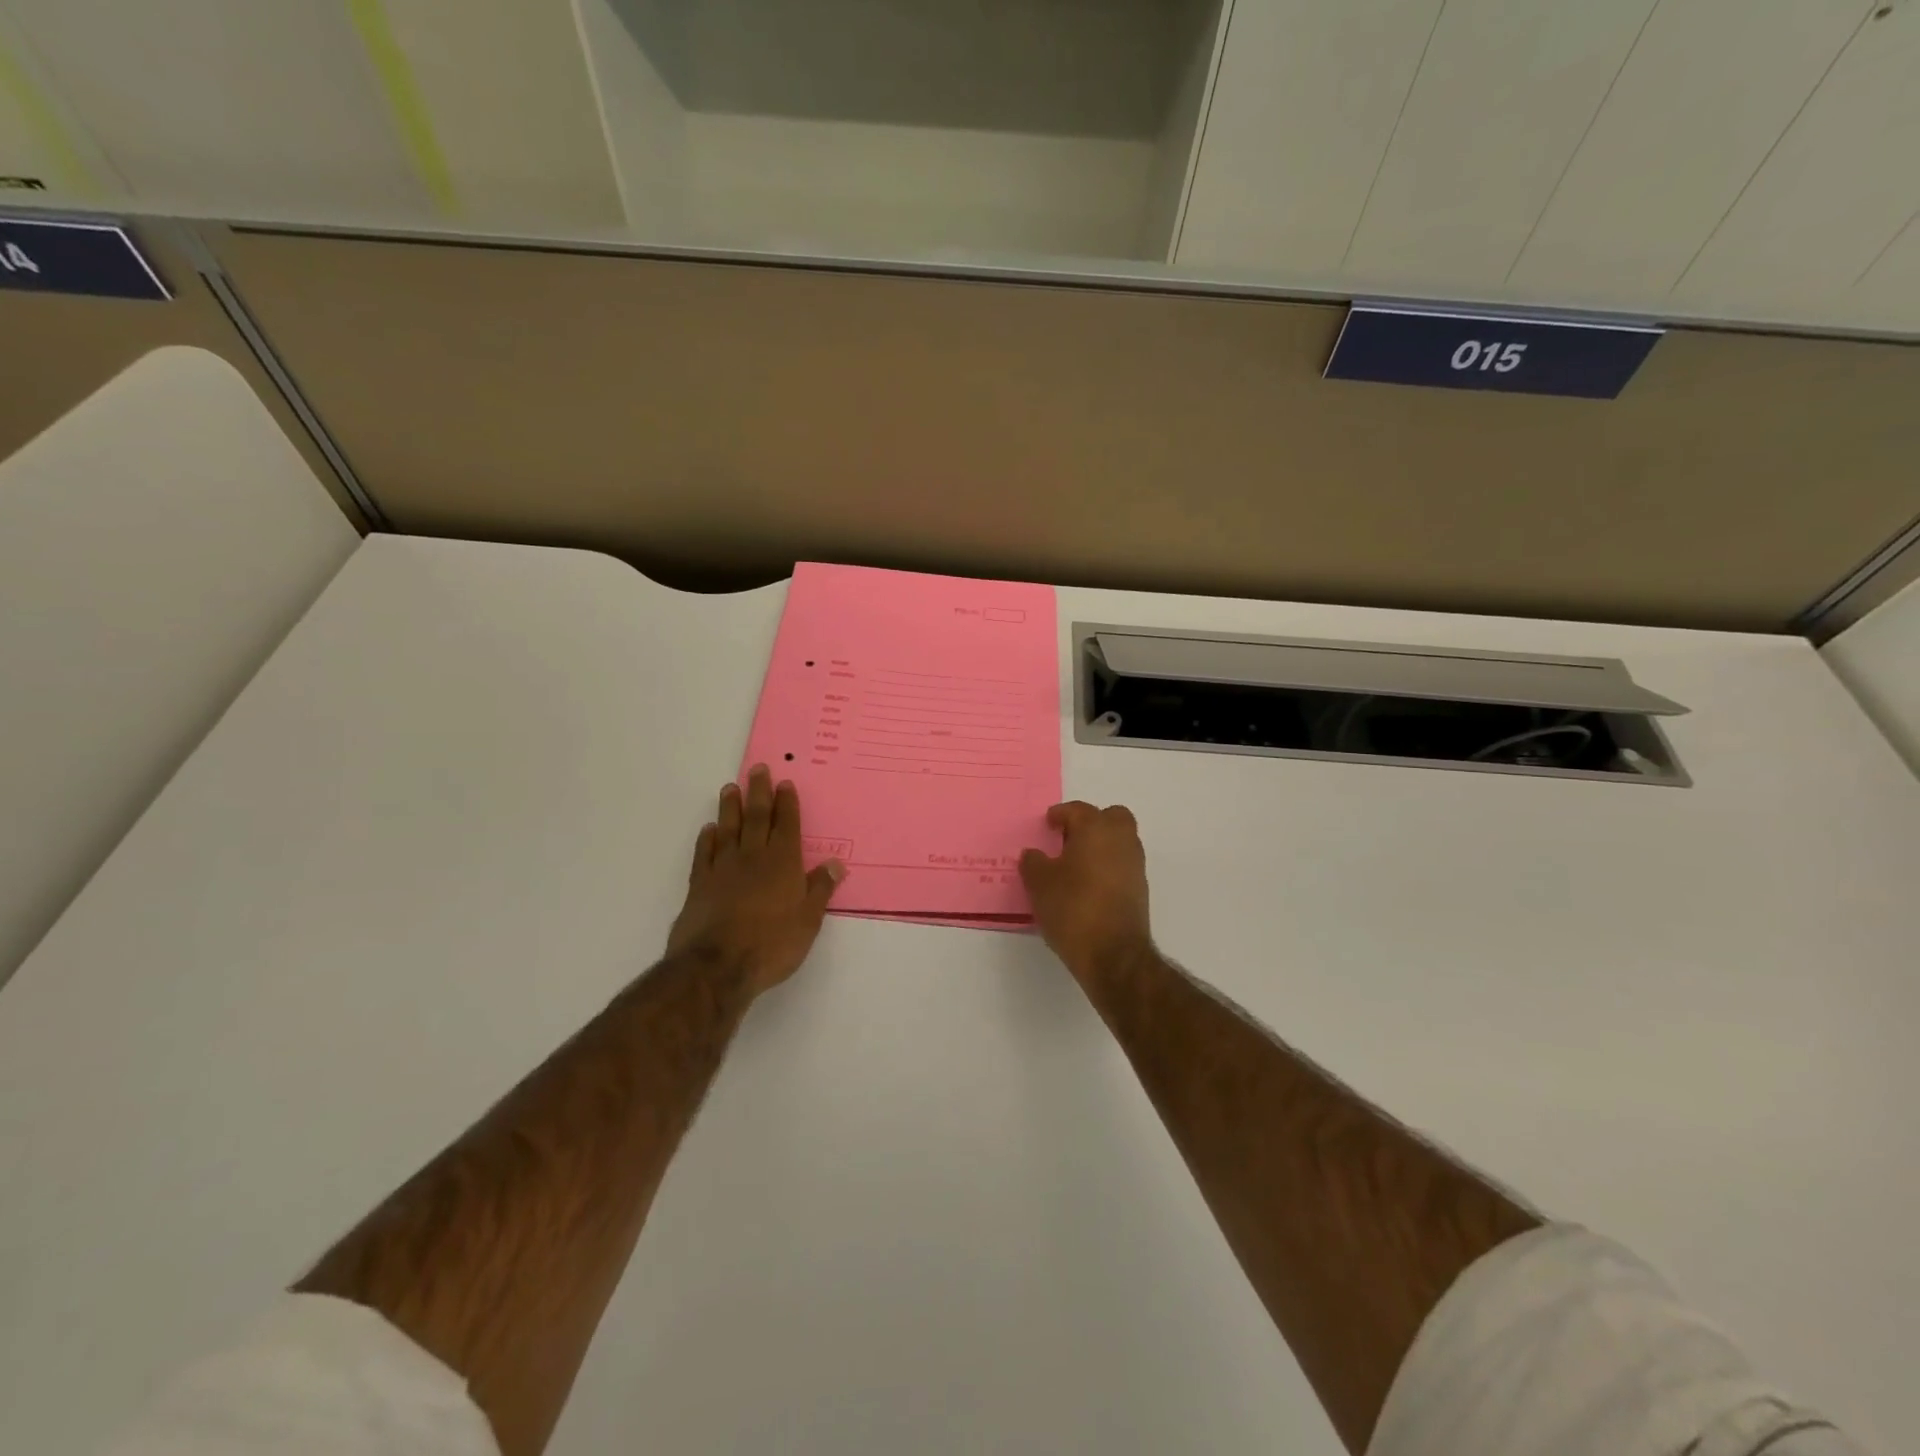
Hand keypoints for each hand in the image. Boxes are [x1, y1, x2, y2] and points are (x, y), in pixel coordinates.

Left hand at [667, 765, 845, 997]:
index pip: (787, 825)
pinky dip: (706, 840)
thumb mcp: (808, 921)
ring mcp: (723, 869)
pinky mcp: (699, 885)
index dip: (787, 804)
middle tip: (758, 769)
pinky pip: (703, 854)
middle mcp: (753, 858)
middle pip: (757, 818)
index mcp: (783, 863)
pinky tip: (708, 830)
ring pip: (728, 830)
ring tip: (730, 788)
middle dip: (759, 792)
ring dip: (731, 808)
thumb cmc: (771, 945)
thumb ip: (820, 890)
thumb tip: (835, 863)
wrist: (716, 967)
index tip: (784, 783)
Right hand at [1019, 801, 1153, 988]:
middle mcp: (1121, 840)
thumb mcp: (1039, 884)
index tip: (1048, 824)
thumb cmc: (1072, 908)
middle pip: (1112, 817)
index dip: (1060, 814)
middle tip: (1068, 839)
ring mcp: (1135, 865)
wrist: (1113, 955)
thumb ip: (1033, 862)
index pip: (1078, 810)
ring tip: (1075, 865)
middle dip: (1091, 823)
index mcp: (1096, 829)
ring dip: (1101, 846)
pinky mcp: (1140, 890)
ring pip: (1120, 841)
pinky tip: (1088, 886)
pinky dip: (1107, 867)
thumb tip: (1034, 854)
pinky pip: (1122, 865)